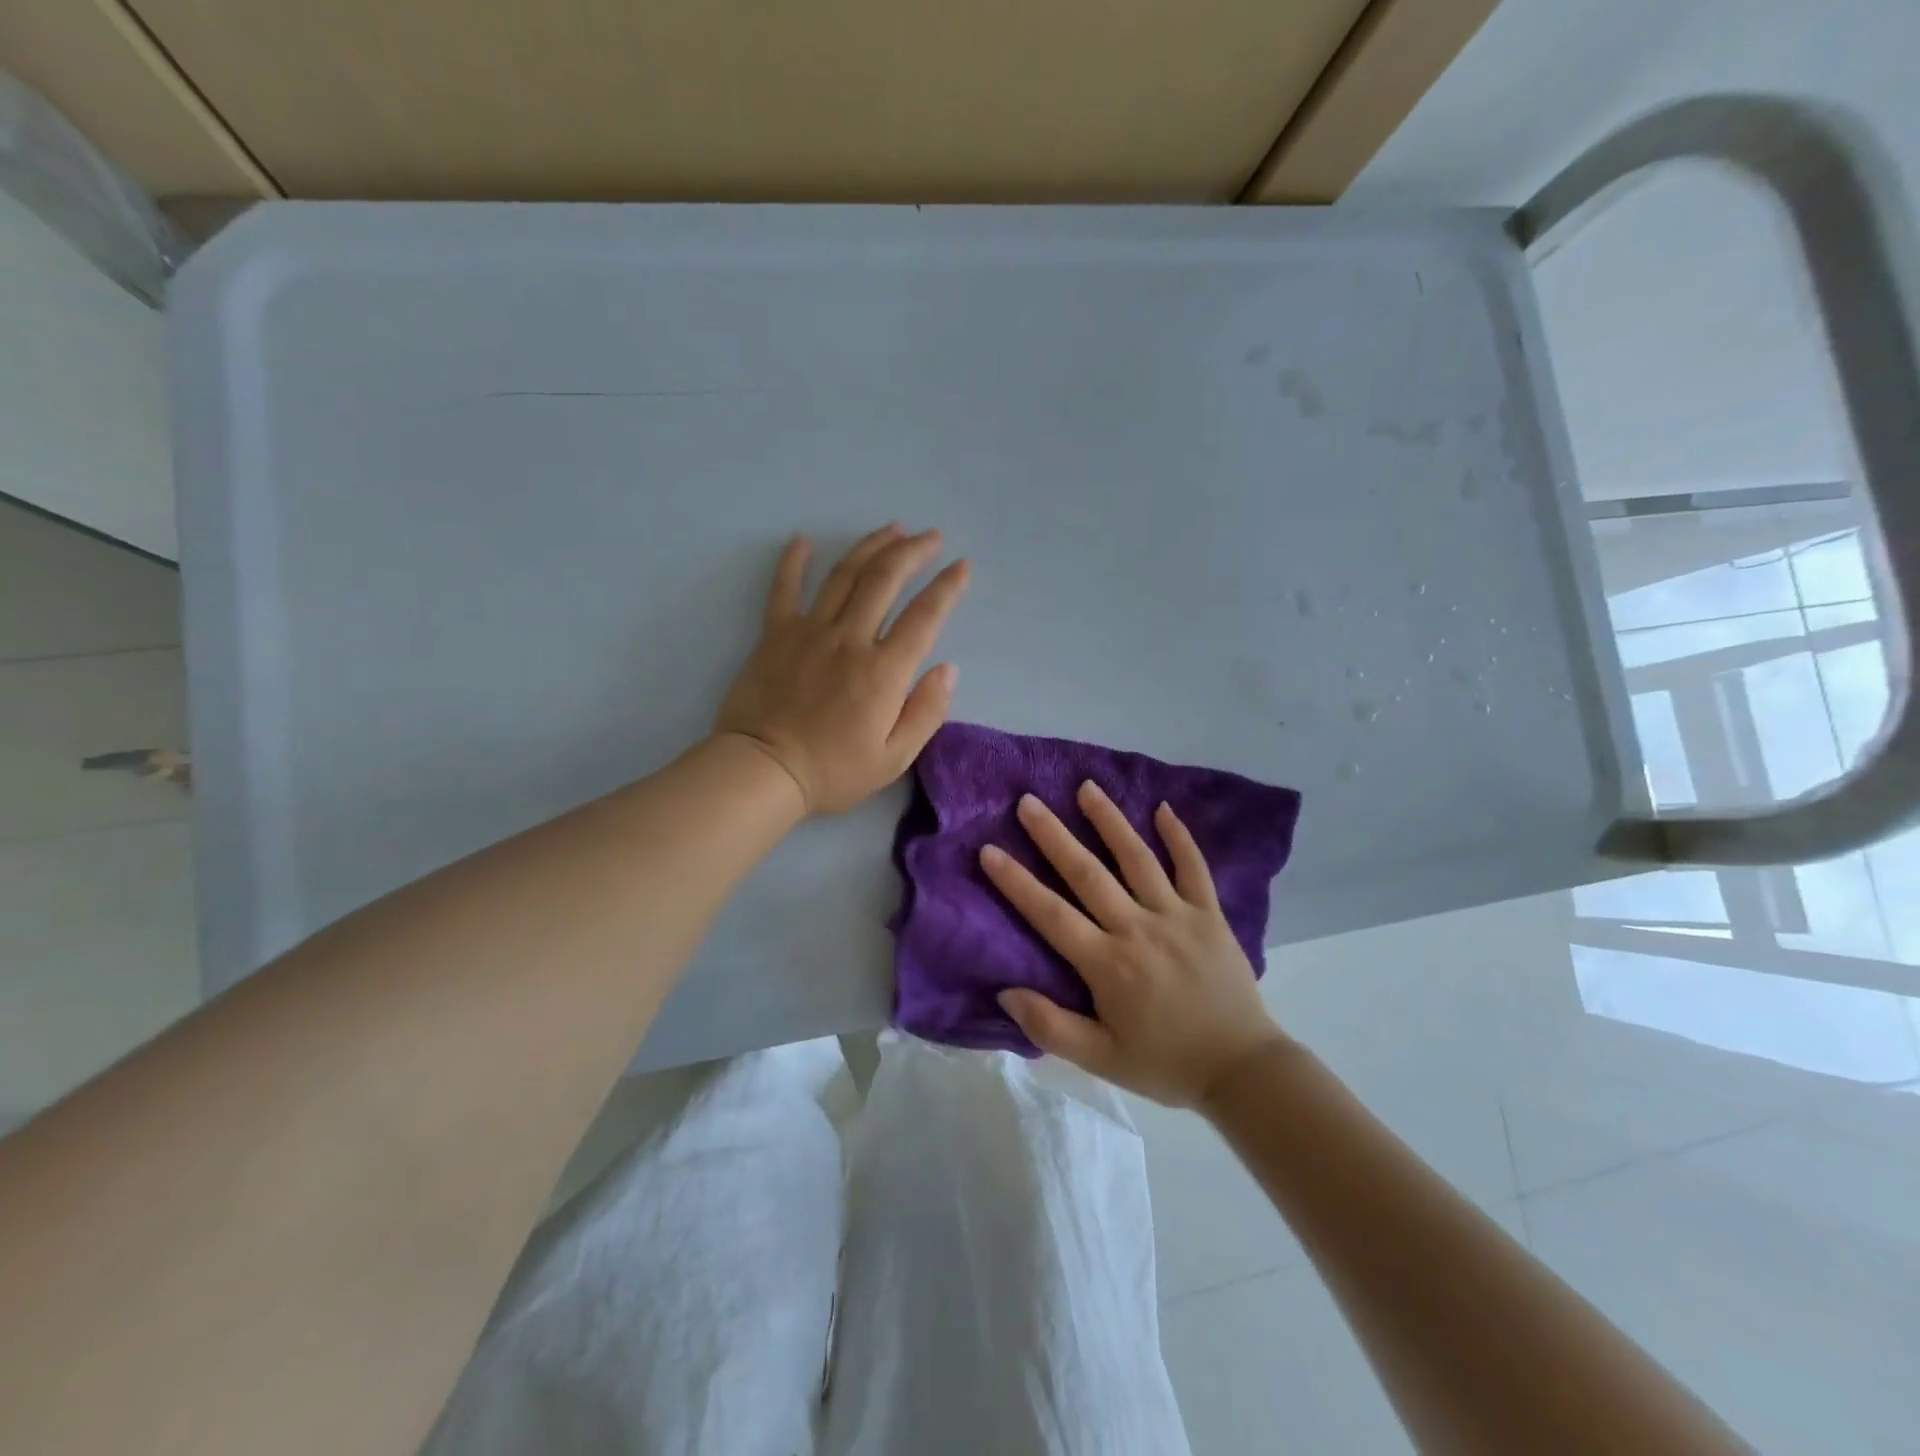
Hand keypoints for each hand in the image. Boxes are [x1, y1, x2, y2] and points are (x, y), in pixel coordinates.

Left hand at [715, 524, 969, 813]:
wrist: (762, 771)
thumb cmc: (832, 771)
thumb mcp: (893, 758)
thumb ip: (926, 712)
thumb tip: (948, 669)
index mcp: (883, 670)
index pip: (924, 616)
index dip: (947, 587)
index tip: (962, 565)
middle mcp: (850, 638)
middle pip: (885, 579)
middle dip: (912, 551)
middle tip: (930, 536)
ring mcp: (809, 631)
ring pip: (844, 574)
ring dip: (871, 546)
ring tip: (891, 528)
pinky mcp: (775, 634)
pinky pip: (784, 588)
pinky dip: (793, 561)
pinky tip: (803, 540)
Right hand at [981, 784, 1291, 1107]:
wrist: (1242, 1069)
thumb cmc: (1164, 1063)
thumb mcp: (1101, 1060)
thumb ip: (1051, 1027)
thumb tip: (1005, 992)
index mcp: (1108, 964)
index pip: (1051, 914)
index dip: (1017, 882)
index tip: (989, 850)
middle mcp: (1138, 929)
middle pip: (1088, 873)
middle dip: (1054, 835)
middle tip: (1028, 802)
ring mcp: (1177, 916)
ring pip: (1137, 859)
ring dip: (1109, 821)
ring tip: (1086, 787)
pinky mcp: (1210, 914)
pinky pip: (1193, 867)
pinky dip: (1179, 837)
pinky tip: (1163, 807)